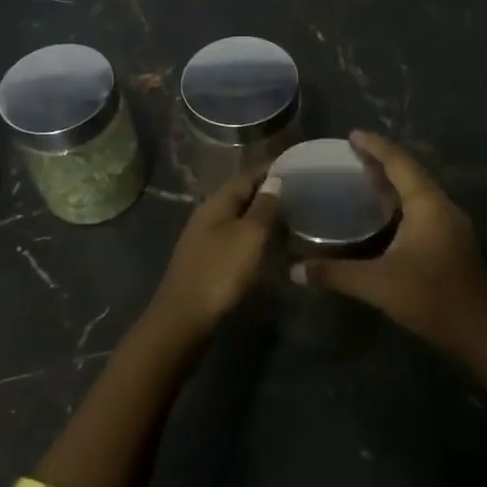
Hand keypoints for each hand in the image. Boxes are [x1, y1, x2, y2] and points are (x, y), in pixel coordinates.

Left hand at [141, 168, 281, 345]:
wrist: (185, 320)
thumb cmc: (220, 272)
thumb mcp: (249, 236)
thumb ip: (263, 206)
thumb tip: (275, 179)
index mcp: (216, 204)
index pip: (247, 176)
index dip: (271, 170)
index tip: (297, 167)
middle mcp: (208, 217)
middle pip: (241, 198)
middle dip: (269, 194)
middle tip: (301, 194)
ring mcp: (205, 242)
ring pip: (239, 221)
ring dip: (263, 218)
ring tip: (293, 219)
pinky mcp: (208, 264)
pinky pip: (236, 241)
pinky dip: (255, 239)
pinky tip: (271, 247)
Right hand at [292, 132, 486, 351]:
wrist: (481, 334)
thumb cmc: (430, 299)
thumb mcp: (377, 285)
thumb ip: (335, 274)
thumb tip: (295, 269)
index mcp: (428, 205)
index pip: (399, 163)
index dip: (376, 146)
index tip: (352, 135)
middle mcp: (444, 207)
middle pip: (412, 172)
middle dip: (383, 161)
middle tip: (352, 155)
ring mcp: (453, 225)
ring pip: (420, 191)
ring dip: (395, 182)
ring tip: (364, 178)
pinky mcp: (454, 242)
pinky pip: (425, 208)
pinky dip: (403, 202)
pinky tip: (386, 214)